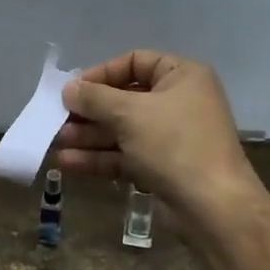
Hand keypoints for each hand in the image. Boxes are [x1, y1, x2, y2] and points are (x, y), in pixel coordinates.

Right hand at [55, 50, 265, 237]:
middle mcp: (178, 102)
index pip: (134, 62)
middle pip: (124, 98)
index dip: (101, 73)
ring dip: (89, 135)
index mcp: (181, 76)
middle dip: (89, 111)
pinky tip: (68, 163)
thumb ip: (94, 98)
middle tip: (57, 119)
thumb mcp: (130, 113)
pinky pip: (125, 155)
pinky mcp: (162, 167)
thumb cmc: (174, 144)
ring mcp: (170, 137)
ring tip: (56, 142)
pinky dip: (99, 158)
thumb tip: (68, 89)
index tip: (73, 90)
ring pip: (121, 130)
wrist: (213, 207)